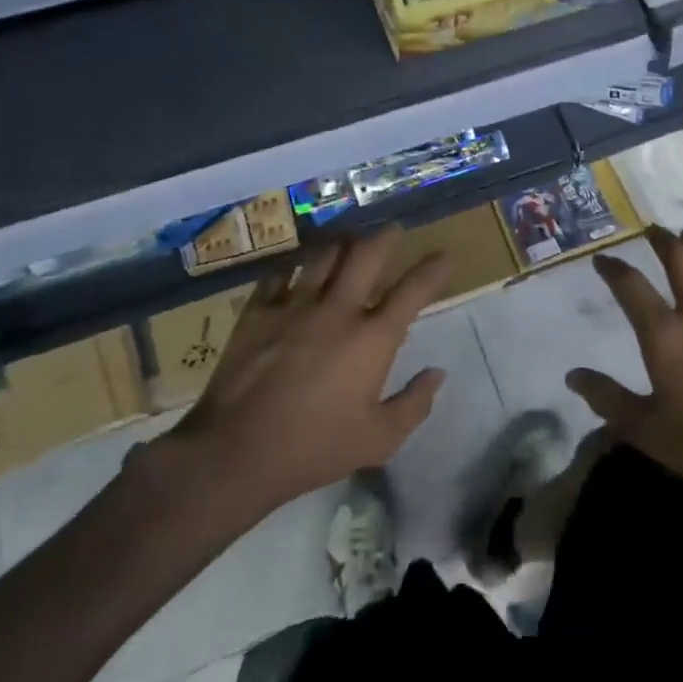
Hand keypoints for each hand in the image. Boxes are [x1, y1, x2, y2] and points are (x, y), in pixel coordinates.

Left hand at [159, 228, 451, 515]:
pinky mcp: (258, 310)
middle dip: (385, 236)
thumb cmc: (314, 447)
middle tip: (392, 231)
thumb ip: (414, 404)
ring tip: (349, 239)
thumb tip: (437, 374)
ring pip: (324, 253)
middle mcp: (338, 309)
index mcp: (373, 338)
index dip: (434, 269)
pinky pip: (280, 271)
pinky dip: (294, 263)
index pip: (414, 290)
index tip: (445, 255)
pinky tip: (298, 265)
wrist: (237, 450)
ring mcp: (295, 305)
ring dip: (342, 241)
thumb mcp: (378, 440)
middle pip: (367, 253)